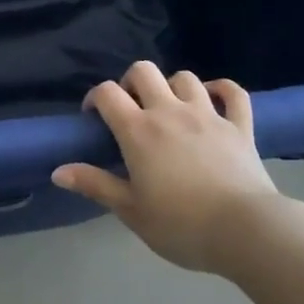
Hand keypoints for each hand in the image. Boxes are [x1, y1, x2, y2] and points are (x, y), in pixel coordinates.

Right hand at [52, 61, 282, 273]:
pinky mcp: (239, 126)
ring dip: (173, 86)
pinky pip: (233, 93)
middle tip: (132, 108)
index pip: (107, 93)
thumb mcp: (131, 211)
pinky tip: (214, 97)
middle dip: (132, 82)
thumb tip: (57, 171)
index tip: (94, 118)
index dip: (95, 98)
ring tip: (170, 107)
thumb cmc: (182, 225)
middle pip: (144, 71)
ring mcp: (207, 114)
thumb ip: (95, 185)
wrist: (246, 232)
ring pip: (185, 77)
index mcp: (139, 131)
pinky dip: (222, 89)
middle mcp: (169, 111)